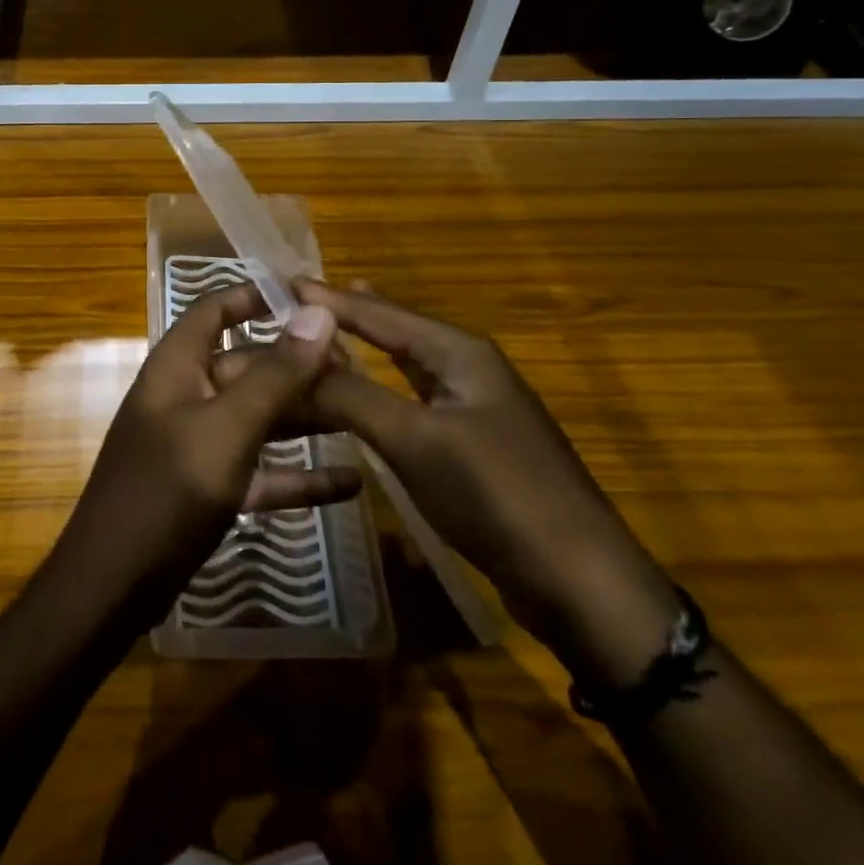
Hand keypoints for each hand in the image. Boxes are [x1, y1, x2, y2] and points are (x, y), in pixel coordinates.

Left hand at [45, 285, 360, 628]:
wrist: (113, 586)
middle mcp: (187, 395)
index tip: (310, 295)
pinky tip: (349, 484)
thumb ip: (276, 373)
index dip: (257, 295)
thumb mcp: (228, 428)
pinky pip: (259, 469)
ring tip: (364, 416)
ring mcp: (196, 443)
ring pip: (258, 417)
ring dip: (305, 418)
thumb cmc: (167, 491)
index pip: (216, 310)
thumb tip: (318, 313)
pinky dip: (297, 474)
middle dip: (299, 366)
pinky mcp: (208, 488)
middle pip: (248, 365)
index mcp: (178, 366)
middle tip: (360, 368)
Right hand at [298, 280, 679, 687]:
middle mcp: (469, 367)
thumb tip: (291, 356)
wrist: (582, 582)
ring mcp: (476, 406)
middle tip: (300, 299)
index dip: (329, 298)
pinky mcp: (474, 444)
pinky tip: (371, 392)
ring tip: (332, 326)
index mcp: (458, 352)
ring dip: (367, 346)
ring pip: (407, 363)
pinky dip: (382, 386)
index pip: (379, 313)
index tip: (281, 282)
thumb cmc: (495, 495)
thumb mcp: (414, 440)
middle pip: (396, 329)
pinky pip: (414, 399)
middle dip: (349, 314)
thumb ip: (350, 395)